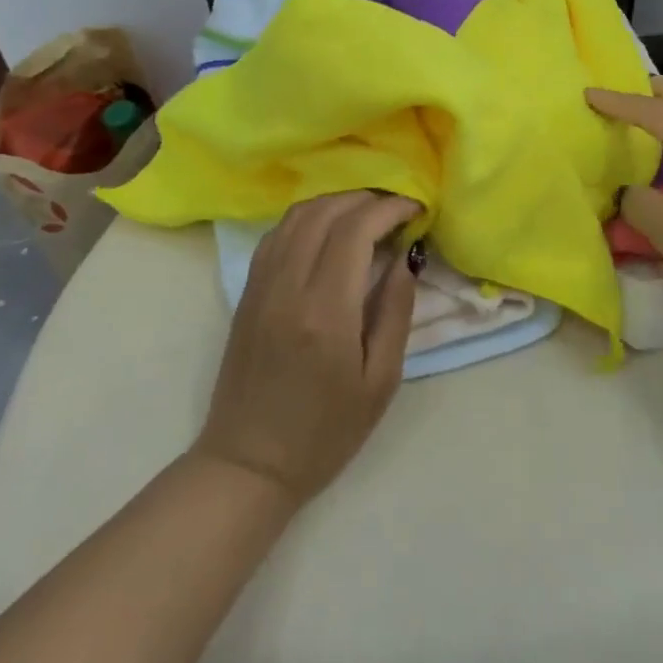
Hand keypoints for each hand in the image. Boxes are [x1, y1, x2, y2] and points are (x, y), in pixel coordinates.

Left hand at [193, 191, 423, 508]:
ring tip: (367, 215)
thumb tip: (406, 258)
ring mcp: (260, 286)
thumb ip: (395, 312)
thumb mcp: (380, 381)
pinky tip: (328, 232)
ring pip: (297, 216)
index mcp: (326, 311)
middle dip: (366, 199)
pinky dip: (307, 219)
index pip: (356, 230)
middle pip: (325, 213)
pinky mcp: (246, 293)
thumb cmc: (326, 432)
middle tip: (397, 209)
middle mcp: (288, 287)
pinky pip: (276, 235)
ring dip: (335, 203)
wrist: (249, 463)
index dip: (389, 209)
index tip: (415, 209)